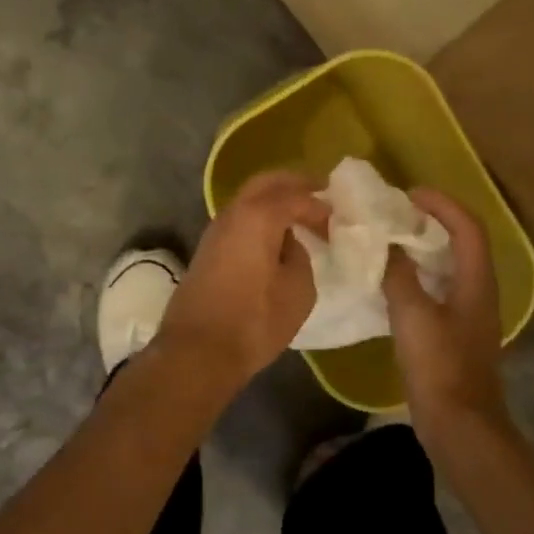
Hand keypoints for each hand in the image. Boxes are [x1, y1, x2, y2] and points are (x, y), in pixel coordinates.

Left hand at [153, 171, 328, 392]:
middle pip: (266, 183)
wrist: (197, 351)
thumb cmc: (255, 320)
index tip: (336, 219)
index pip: (296, 196)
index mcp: (259, 216)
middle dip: (294, 184)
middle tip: (319, 192)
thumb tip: (289, 246)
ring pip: (248, 200)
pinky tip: (275, 238)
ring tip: (300, 216)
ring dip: (274, 201)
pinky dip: (260, 218)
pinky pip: (240, 220)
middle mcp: (233, 213)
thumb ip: (300, 257)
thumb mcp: (298, 290)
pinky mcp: (207, 251)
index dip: (319, 205)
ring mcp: (215, 231)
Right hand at [383, 188, 508, 446]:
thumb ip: (398, 275)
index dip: (442, 204)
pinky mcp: (456, 333)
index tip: (410, 194)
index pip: (467, 227)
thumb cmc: (439, 366)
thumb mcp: (412, 315)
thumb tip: (385, 246)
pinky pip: (439, 289)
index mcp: (476, 281)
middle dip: (433, 221)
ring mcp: (470, 314)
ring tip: (391, 240)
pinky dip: (419, 275)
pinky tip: (393, 282)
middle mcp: (479, 291)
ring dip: (424, 248)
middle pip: (462, 242)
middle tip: (397, 214)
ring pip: (450, 266)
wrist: (459, 425)